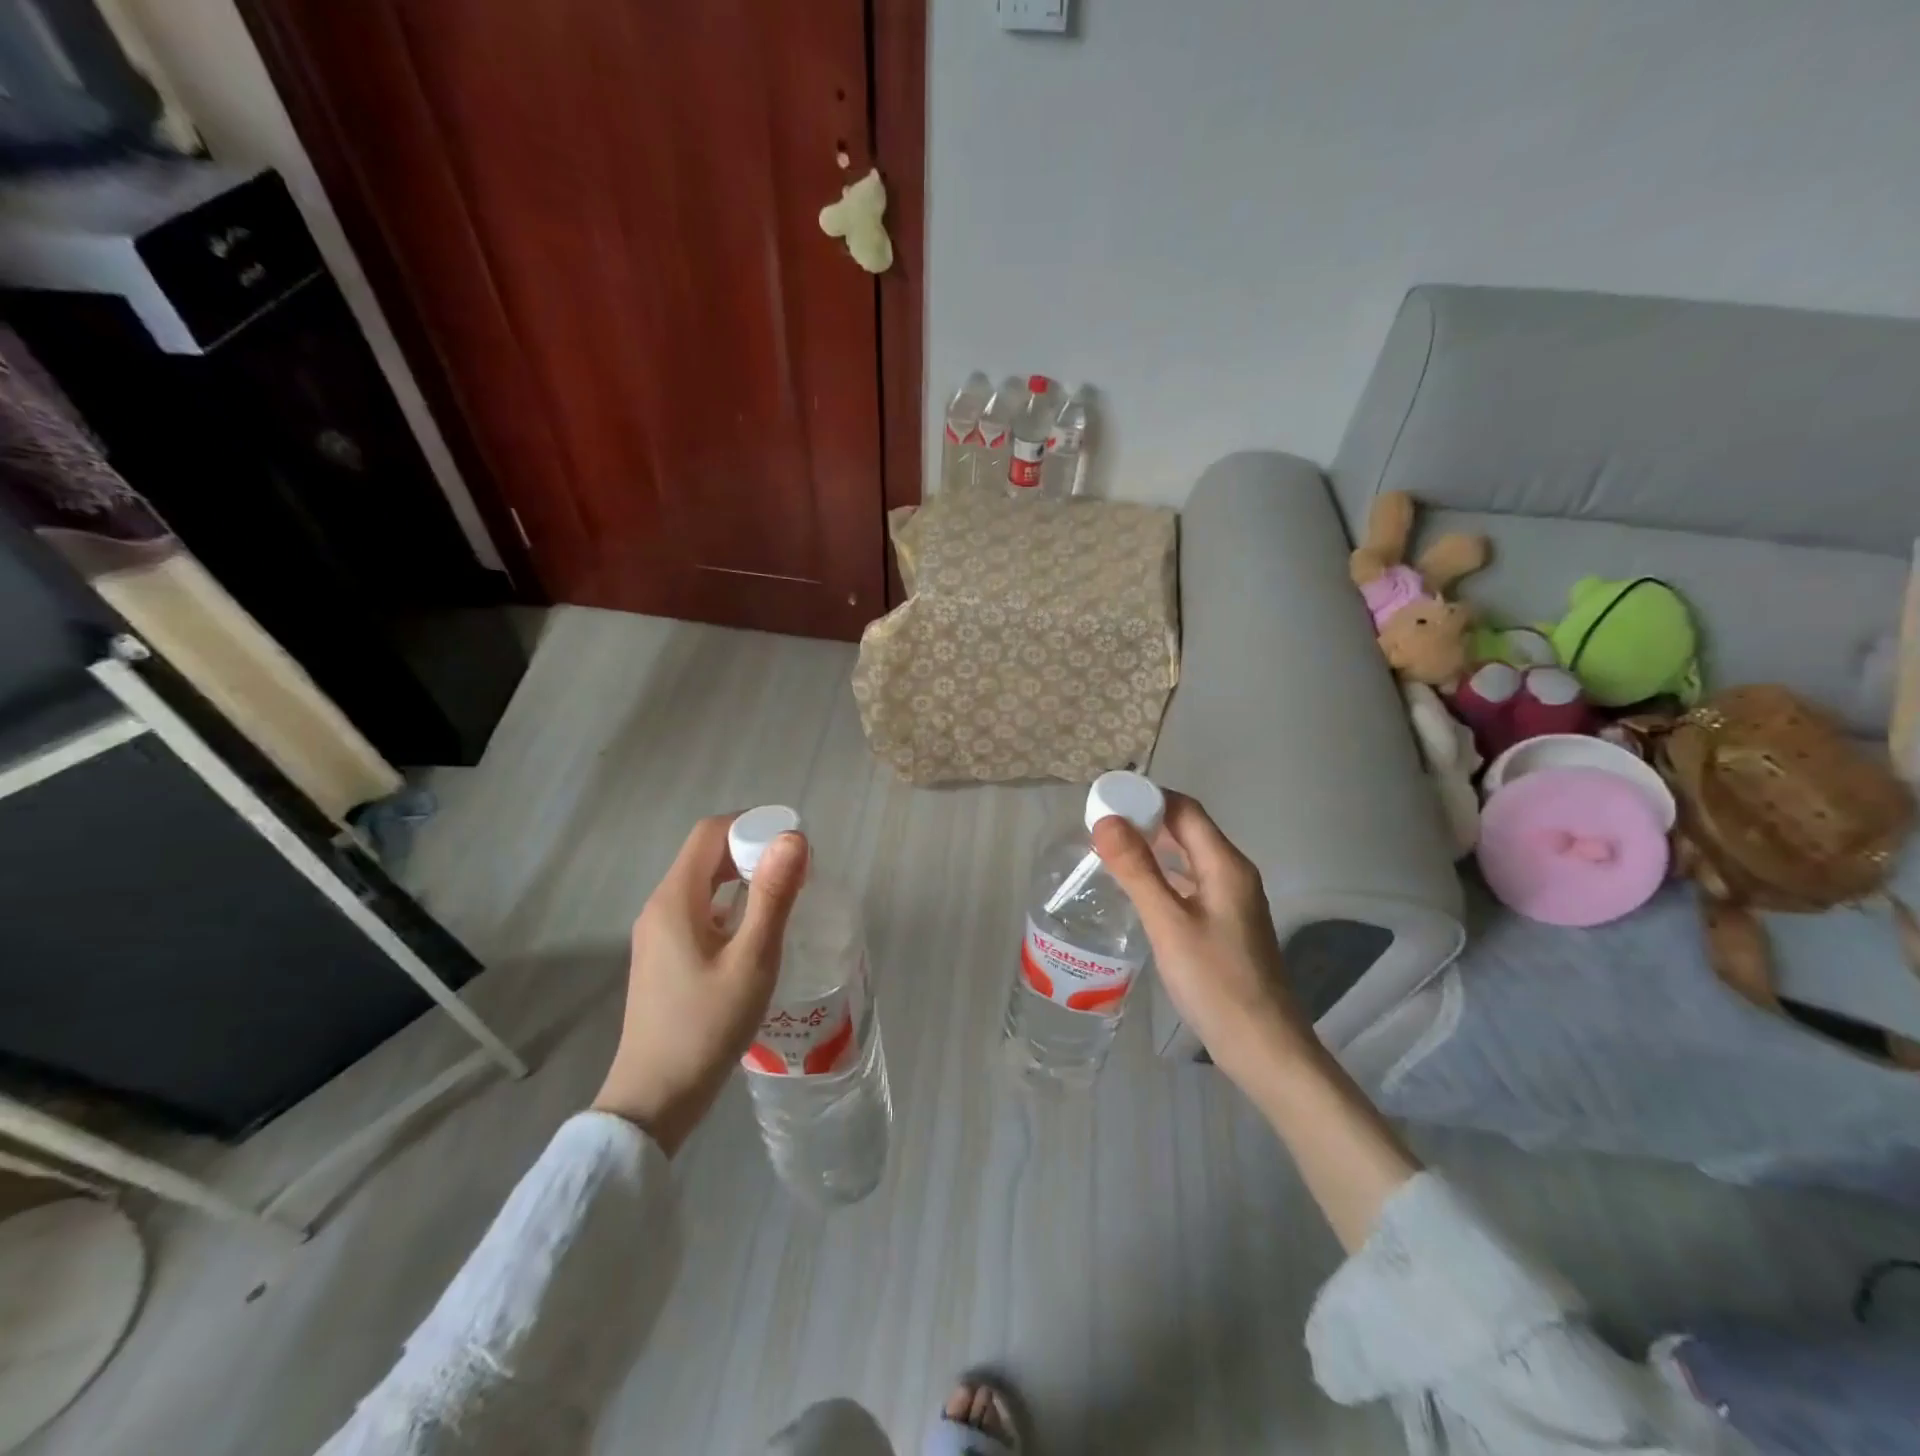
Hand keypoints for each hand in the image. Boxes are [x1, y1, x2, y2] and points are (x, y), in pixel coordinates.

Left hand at [592, 814, 806, 1154]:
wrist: (656, 1097)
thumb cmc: (707, 1026)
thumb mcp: (751, 959)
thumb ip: (772, 895)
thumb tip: (793, 837)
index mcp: (675, 899)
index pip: (710, 833)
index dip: (752, 824)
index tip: (793, 843)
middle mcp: (660, 906)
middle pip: (706, 855)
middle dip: (753, 849)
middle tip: (798, 871)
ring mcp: (658, 933)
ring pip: (704, 883)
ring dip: (744, 877)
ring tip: (786, 896)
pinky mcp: (664, 956)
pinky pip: (700, 910)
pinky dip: (731, 903)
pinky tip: (757, 930)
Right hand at [1091, 793, 1316, 1088]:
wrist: (1264, 1047)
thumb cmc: (1216, 983)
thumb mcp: (1169, 924)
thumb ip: (1137, 870)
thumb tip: (1105, 821)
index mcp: (1225, 865)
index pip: (1185, 810)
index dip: (1147, 798)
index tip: (1105, 800)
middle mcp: (1232, 874)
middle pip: (1188, 830)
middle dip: (1146, 820)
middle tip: (1099, 825)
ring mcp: (1232, 901)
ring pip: (1188, 857)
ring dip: (1153, 847)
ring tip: (1110, 851)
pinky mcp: (1225, 925)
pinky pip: (1189, 883)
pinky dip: (1162, 875)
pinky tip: (1138, 890)